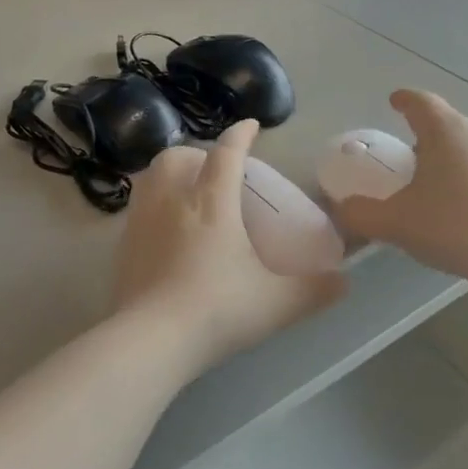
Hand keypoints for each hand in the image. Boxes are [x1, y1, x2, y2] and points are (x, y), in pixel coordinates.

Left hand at [112, 121, 346, 373]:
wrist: (150, 341)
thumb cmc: (218, 310)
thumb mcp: (277, 303)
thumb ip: (315, 290)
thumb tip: (344, 282)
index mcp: (212, 202)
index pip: (227, 153)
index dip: (241, 135)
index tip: (251, 127)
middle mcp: (172, 201)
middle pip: (176, 156)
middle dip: (197, 154)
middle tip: (214, 171)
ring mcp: (141, 222)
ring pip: (150, 178)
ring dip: (170, 175)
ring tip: (187, 194)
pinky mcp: (122, 247)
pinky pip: (137, 209)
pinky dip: (153, 206)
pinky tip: (165, 233)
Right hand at [333, 90, 467, 283]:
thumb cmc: (451, 225)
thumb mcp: (395, 223)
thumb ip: (362, 214)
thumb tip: (343, 209)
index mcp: (445, 131)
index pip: (421, 103)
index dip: (404, 101)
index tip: (395, 101)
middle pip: (447, 126)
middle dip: (427, 139)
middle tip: (409, 161)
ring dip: (452, 162)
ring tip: (436, 190)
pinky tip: (466, 212)